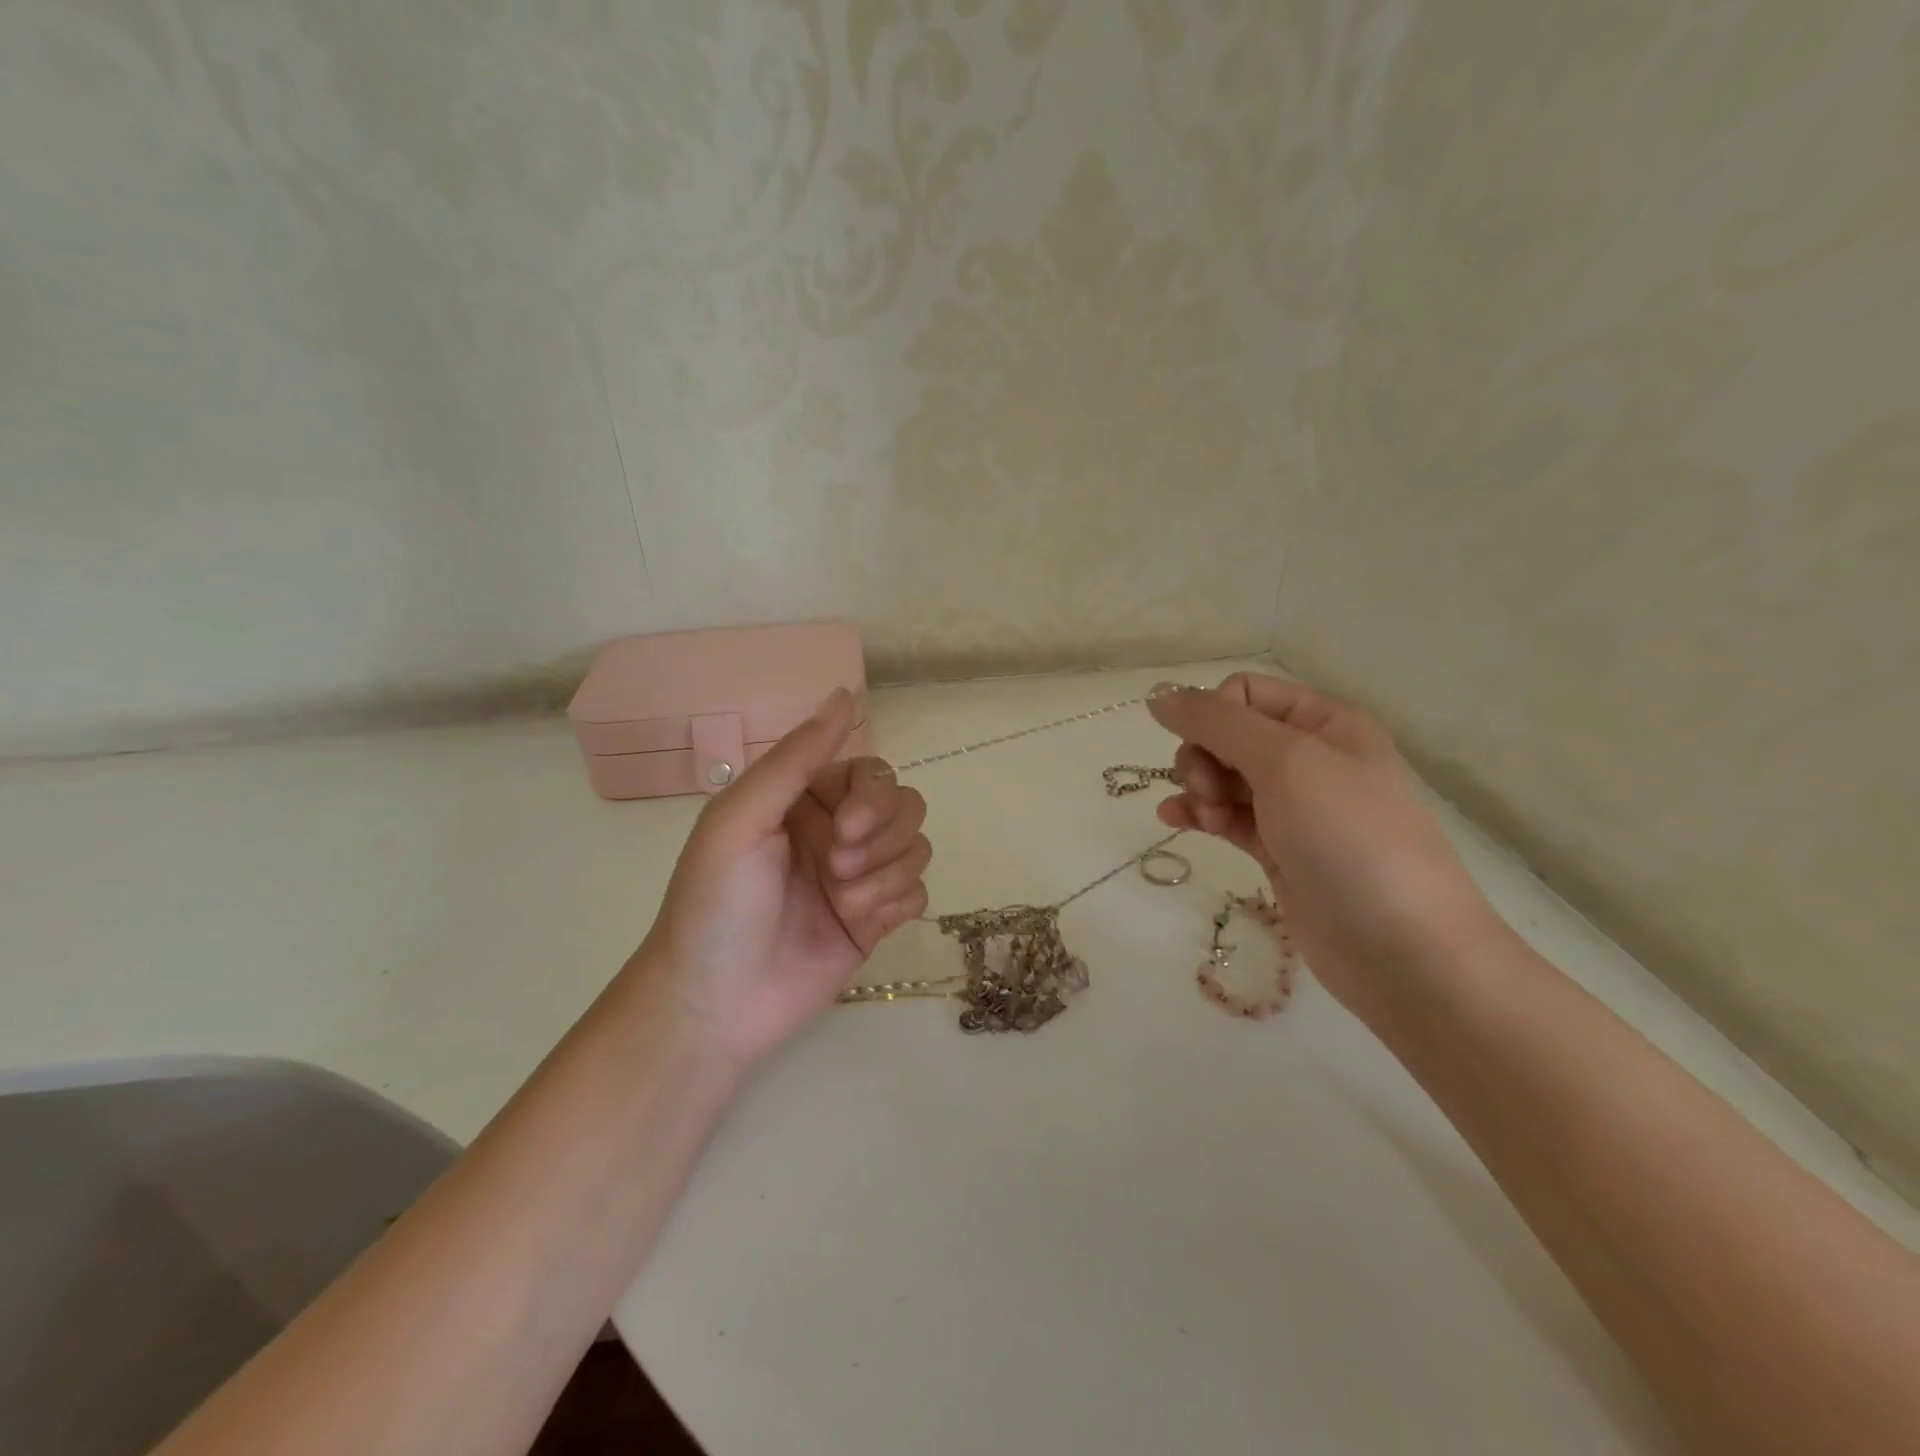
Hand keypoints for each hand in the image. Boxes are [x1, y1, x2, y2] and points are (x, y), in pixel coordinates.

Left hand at [637, 688, 930, 1065]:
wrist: (714, 1005)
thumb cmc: (717, 904)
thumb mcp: (742, 818)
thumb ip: (796, 757)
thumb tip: (846, 692)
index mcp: (804, 800)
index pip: (871, 772)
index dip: (872, 798)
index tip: (844, 830)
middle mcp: (836, 831)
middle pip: (905, 806)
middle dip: (881, 839)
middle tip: (836, 871)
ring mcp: (859, 877)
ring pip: (917, 848)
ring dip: (886, 875)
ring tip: (844, 904)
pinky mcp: (876, 921)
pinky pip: (919, 893)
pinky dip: (897, 904)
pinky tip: (861, 923)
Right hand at [1148, 673, 1504, 1021]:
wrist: (1401, 949)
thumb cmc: (1349, 839)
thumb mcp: (1286, 763)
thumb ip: (1216, 722)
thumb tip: (1157, 694)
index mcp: (1323, 722)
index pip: (1243, 693)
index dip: (1212, 716)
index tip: (1208, 753)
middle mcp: (1310, 757)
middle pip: (1227, 734)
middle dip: (1203, 758)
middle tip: (1209, 793)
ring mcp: (1294, 807)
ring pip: (1222, 775)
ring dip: (1198, 788)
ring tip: (1203, 817)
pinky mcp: (1279, 849)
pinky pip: (1226, 816)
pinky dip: (1198, 813)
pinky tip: (1174, 821)